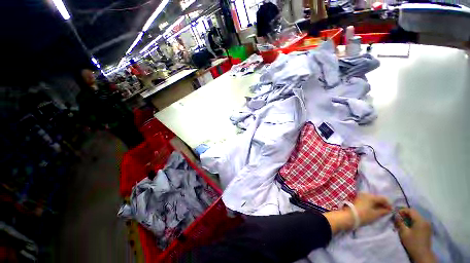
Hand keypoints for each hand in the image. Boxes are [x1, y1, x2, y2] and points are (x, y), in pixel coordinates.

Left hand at [324, 193, 391, 233]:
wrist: (350, 216)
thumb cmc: (364, 215)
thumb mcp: (376, 214)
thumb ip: (384, 211)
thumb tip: (389, 210)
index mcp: (371, 196)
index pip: (383, 198)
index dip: (389, 204)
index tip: (391, 211)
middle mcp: (366, 194)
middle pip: (378, 198)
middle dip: (383, 204)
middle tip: (387, 211)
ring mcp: (361, 195)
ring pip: (373, 199)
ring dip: (378, 204)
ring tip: (381, 211)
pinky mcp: (358, 199)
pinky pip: (368, 200)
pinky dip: (373, 204)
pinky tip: (375, 209)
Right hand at [395, 208, 435, 262]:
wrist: (422, 254)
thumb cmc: (412, 243)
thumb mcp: (404, 232)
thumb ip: (400, 222)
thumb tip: (395, 215)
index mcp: (420, 220)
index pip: (410, 210)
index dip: (402, 210)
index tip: (396, 214)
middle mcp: (425, 220)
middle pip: (414, 213)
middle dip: (405, 214)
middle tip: (398, 218)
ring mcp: (427, 225)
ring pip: (417, 217)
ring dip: (409, 218)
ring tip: (403, 222)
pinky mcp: (427, 229)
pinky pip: (419, 221)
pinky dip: (413, 222)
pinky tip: (409, 226)